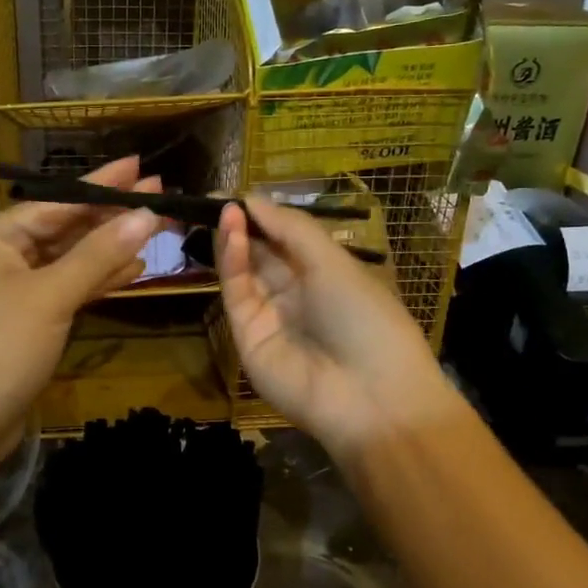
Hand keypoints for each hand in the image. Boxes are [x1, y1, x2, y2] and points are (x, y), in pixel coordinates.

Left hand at [0, 157, 160, 464]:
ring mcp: (11, 290)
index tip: (142, 166)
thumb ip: (99, 254)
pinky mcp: (24, 321)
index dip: (102, 184)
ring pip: (68, 259)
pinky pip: (65, 288)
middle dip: (111, 215)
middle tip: (161, 195)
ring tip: (155, 228)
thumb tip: (146, 214)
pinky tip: (132, 269)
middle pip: (64, 226)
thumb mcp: (51, 296)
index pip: (57, 201)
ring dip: (109, 247)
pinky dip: (96, 280)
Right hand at [217, 196, 454, 460]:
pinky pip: (237, 292)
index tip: (240, 191)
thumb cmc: (366, 317)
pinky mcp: (247, 336)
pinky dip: (231, 261)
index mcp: (326, 275)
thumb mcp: (335, 262)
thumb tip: (252, 199)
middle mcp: (296, 294)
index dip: (264, 214)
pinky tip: (230, 233)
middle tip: (216, 196)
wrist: (371, 397)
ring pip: (244, 270)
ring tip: (220, 208)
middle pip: (261, 253)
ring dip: (233, 238)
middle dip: (242, 223)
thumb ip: (291, 228)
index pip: (287, 238)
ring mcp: (270, 316)